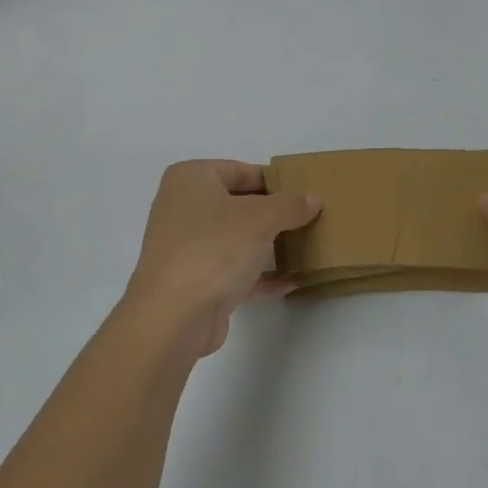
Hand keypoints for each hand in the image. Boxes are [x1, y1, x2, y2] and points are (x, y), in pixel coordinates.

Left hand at [120, 160, 319, 358]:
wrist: (174, 317)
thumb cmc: (214, 248)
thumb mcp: (261, 218)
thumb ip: (290, 205)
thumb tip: (312, 200)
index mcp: (190, 178)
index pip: (240, 170)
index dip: (274, 181)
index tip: (304, 194)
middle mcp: (183, 207)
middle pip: (238, 204)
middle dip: (273, 214)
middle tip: (310, 218)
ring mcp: (186, 247)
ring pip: (235, 238)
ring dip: (268, 245)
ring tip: (306, 247)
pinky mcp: (195, 282)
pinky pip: (233, 271)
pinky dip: (260, 275)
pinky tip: (292, 281)